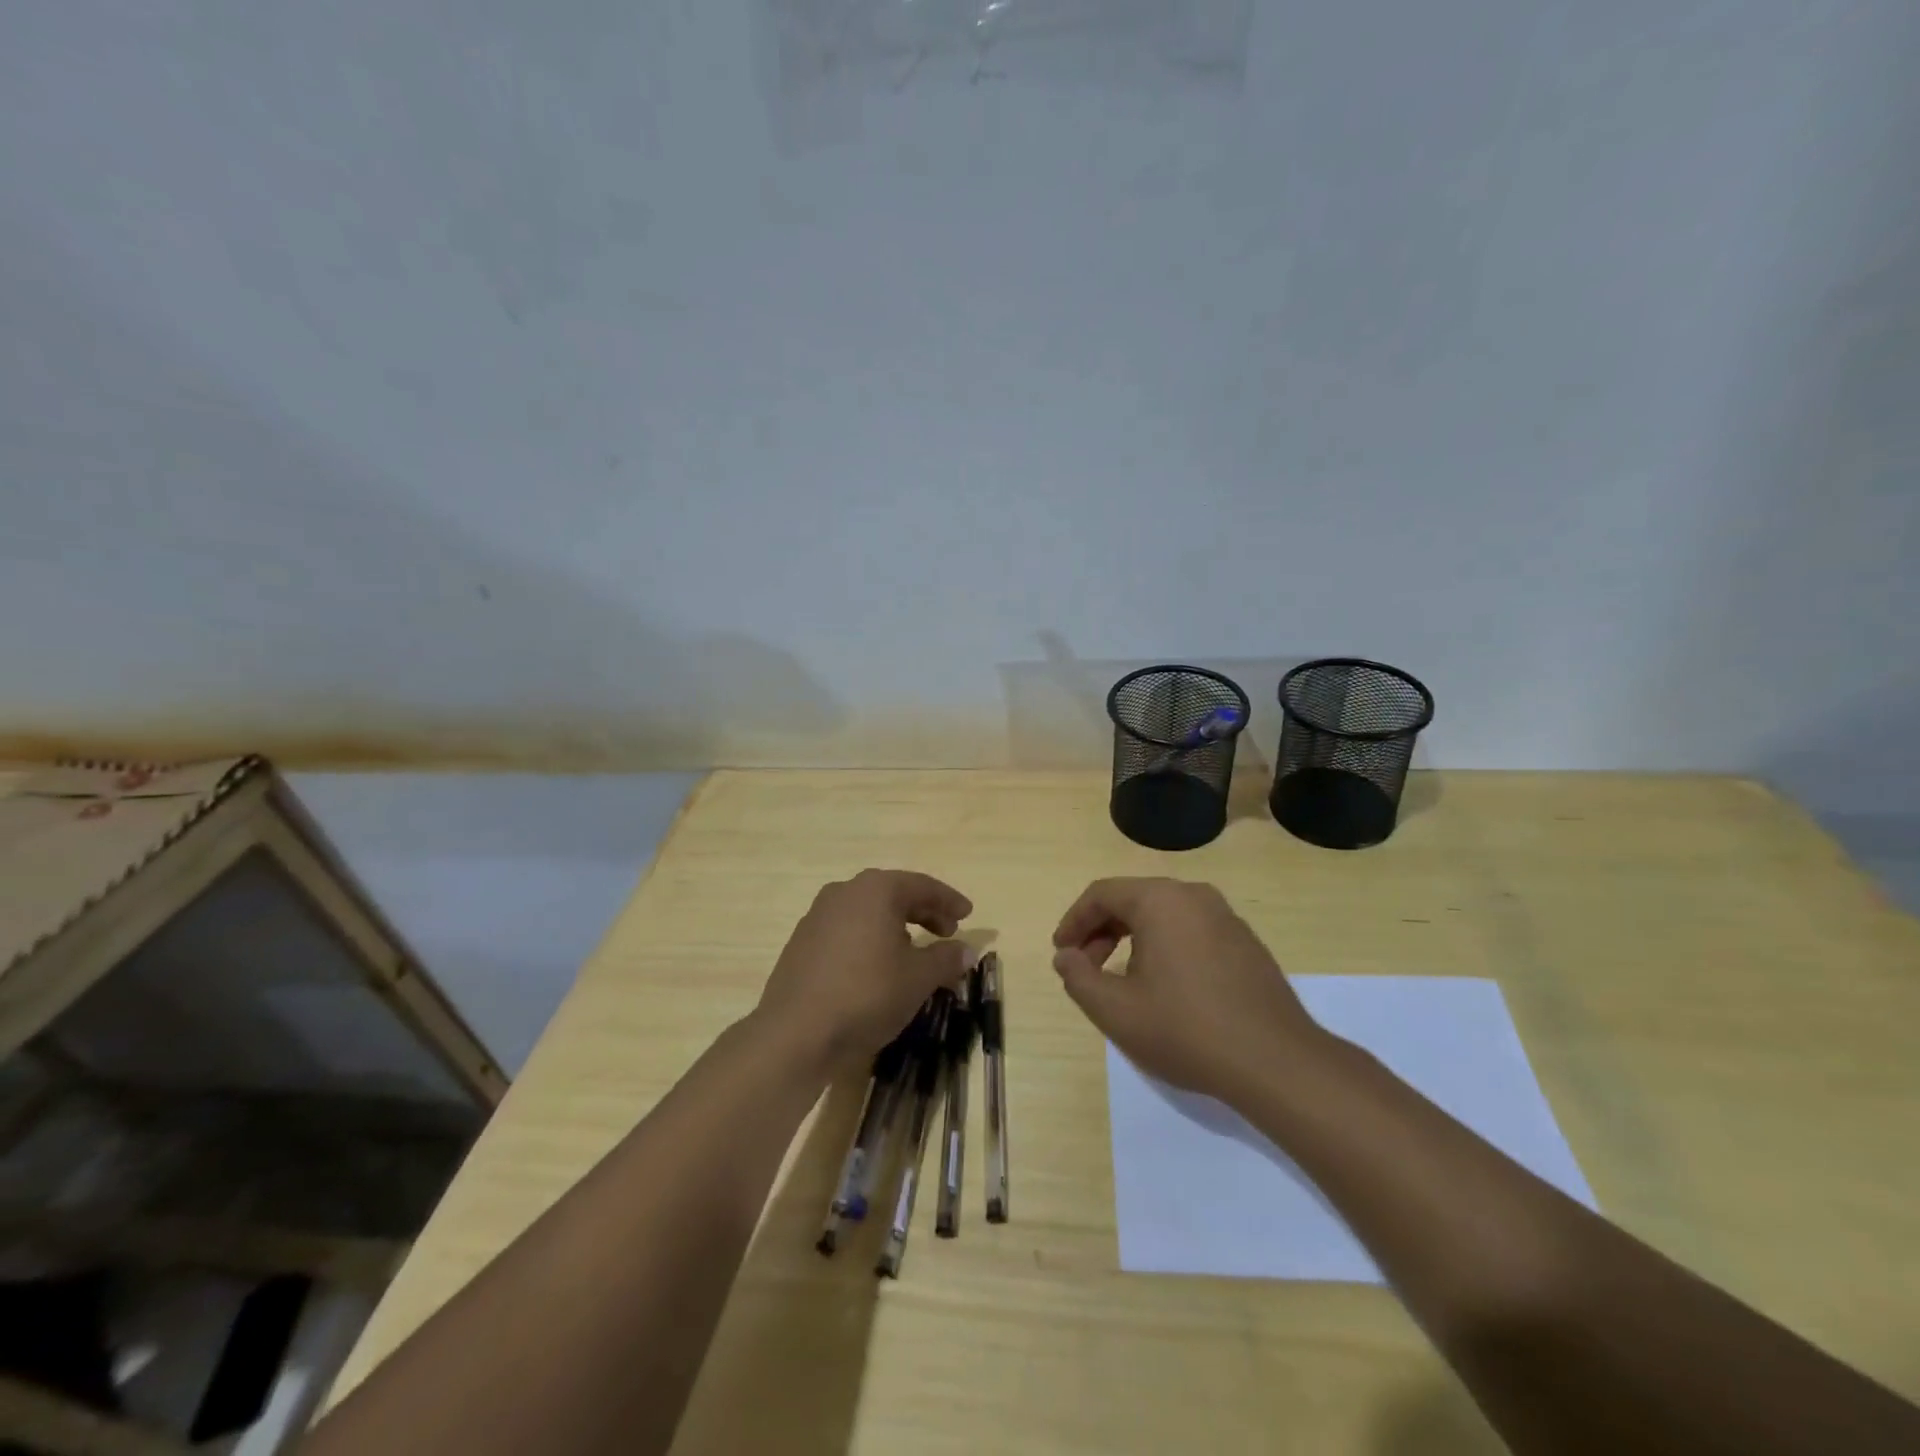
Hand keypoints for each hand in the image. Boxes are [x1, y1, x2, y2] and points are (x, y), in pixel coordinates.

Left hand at [757, 869, 973, 1073]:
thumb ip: (946, 958)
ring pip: (868, 912)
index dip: (949, 901)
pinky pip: (847, 930)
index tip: (968, 915)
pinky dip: (870, 939)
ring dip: (896, 926)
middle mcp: (845, 892)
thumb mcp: (918, 979)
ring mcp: (818, 916)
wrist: (795, 1033)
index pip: (922, 886)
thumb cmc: (866, 995)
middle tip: (947, 932)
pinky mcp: (802, 942)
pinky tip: (877, 966)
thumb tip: (967, 949)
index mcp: (875, 890)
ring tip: (914, 951)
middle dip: (924, 912)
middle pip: (893, 894)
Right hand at [1051, 878, 1327, 1104]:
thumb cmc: (1186, 1030)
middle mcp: (1194, 895)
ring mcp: (1226, 917)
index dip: (1074, 922)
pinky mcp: (1246, 942)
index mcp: (1160, 900)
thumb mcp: (1116, 1010)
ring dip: (1132, 939)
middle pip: (1133, 899)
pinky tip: (1165, 986)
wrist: (1276, 1062)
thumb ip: (1078, 978)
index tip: (1061, 953)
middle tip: (1085, 967)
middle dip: (1101, 930)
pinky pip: (1191, 929)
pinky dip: (1165, 946)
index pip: (1102, 894)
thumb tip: (1066, 957)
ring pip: (1163, 914)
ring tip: (1122, 979)